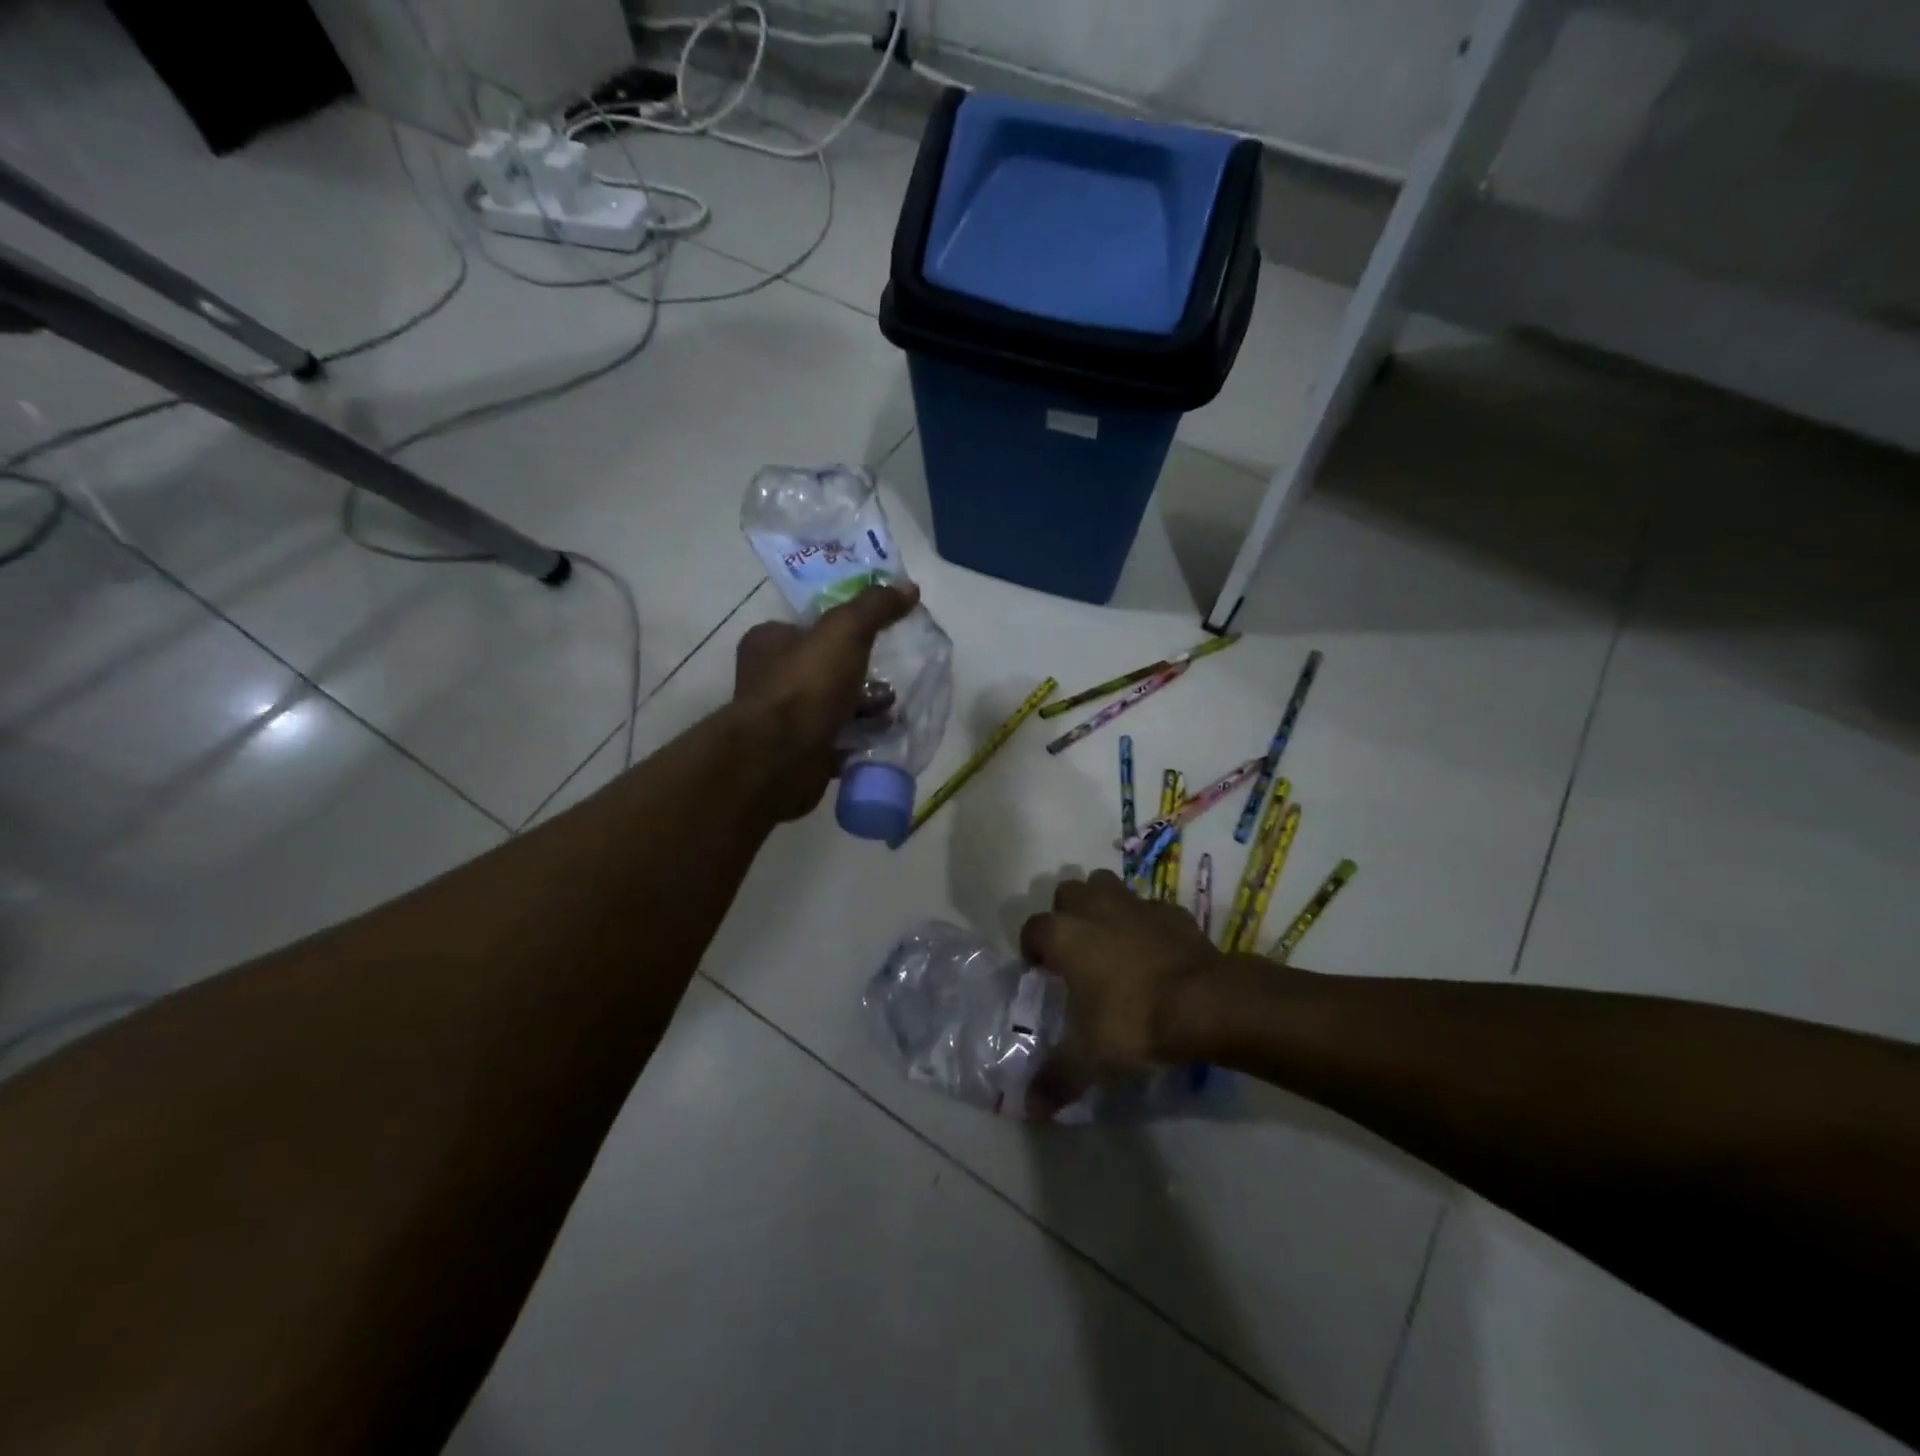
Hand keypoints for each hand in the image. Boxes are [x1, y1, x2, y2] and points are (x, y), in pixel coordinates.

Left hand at [732, 583, 919, 819]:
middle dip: (859, 674)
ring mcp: (782, 719)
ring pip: (832, 706)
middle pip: (824, 668)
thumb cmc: (806, 684)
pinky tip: (881, 737)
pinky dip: (857, 738)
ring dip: (863, 708)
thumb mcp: (845, 631)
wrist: (782, 757)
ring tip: (891, 710)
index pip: (808, 628)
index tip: (875, 637)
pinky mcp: (797, 753)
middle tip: (889, 678)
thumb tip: (909, 587)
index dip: (842, 630)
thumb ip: (875, 606)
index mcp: (767, 642)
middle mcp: (768, 678)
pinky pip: (835, 739)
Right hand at [1018, 869, 1229, 1108]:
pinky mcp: (1171, 911)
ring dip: (1102, 904)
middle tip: (1075, 950)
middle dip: (1066, 914)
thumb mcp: (1090, 1059)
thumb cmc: (1133, 1021)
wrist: (1205, 1002)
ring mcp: (1135, 905)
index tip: (1041, 973)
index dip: (1032, 949)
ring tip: (1109, 939)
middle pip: (1067, 892)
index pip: (1032, 928)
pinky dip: (1145, 923)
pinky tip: (1153, 950)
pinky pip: (1148, 908)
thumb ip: (1056, 1079)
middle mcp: (1094, 909)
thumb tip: (1029, 1108)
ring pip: (1106, 885)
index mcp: (1065, 935)